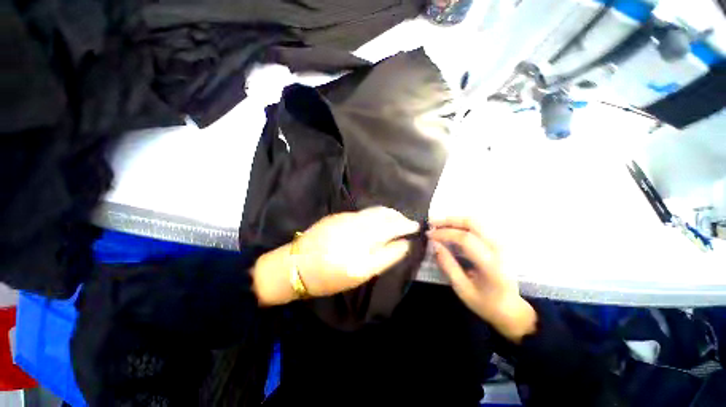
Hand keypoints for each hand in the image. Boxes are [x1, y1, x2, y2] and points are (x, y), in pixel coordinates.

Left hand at [253, 207, 418, 305]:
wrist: (296, 265)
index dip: (405, 233)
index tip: (415, 231)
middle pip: (385, 221)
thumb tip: (402, 245)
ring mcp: (347, 220)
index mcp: (361, 253)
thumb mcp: (359, 275)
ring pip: (376, 212)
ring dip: (391, 214)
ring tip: (400, 218)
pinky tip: (381, 216)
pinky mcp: (339, 216)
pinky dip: (378, 212)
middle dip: (401, 220)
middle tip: (411, 223)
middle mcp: (356, 232)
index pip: (391, 237)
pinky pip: (365, 212)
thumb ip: (383, 258)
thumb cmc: (328, 277)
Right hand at [428, 217, 536, 342]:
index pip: (465, 238)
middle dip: (449, 220)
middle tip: (432, 223)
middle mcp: (499, 249)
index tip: (429, 234)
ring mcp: (501, 243)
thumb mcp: (462, 289)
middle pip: (473, 223)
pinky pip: (479, 226)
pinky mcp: (499, 242)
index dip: (444, 233)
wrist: (512, 309)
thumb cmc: (486, 303)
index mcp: (491, 264)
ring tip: (439, 224)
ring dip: (455, 220)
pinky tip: (451, 228)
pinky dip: (462, 224)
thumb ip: (448, 265)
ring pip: (477, 221)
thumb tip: (434, 245)